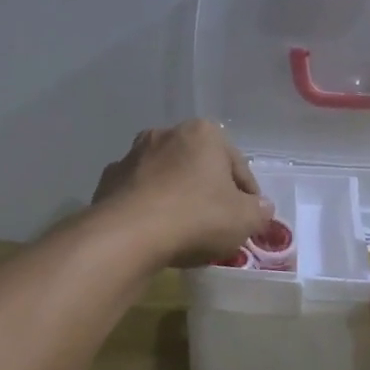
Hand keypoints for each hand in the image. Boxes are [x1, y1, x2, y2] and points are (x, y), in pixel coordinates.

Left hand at [92, 120, 272, 268]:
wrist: (128, 235)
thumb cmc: (196, 217)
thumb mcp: (244, 219)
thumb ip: (258, 211)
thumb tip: (260, 208)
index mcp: (203, 133)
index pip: (237, 165)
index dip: (247, 194)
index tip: (249, 218)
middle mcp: (166, 134)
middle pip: (199, 166)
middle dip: (208, 190)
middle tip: (217, 223)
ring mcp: (132, 155)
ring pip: (167, 178)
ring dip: (177, 197)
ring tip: (184, 230)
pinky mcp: (109, 180)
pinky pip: (139, 194)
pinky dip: (148, 208)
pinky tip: (154, 231)